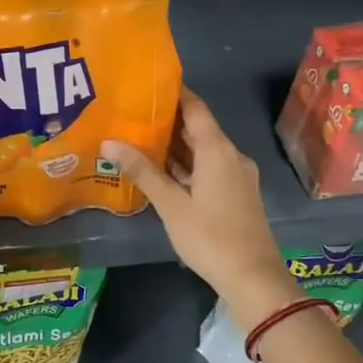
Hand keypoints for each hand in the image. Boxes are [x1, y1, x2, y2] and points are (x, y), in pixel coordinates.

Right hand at [102, 90, 300, 331]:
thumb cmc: (210, 237)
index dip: (174, 93)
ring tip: (139, 138)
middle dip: (168, 120)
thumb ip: (142, 171)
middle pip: (199, 128)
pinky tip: (162, 171)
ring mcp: (237, 176)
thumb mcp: (171, 204)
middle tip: (132, 113)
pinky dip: (187, 165)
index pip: (195, 108)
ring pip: (204, 150)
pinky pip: (209, 168)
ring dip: (176, 145)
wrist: (253, 277)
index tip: (146, 85)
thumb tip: (109, 142)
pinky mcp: (237, 194)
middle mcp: (231, 155)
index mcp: (218, 150)